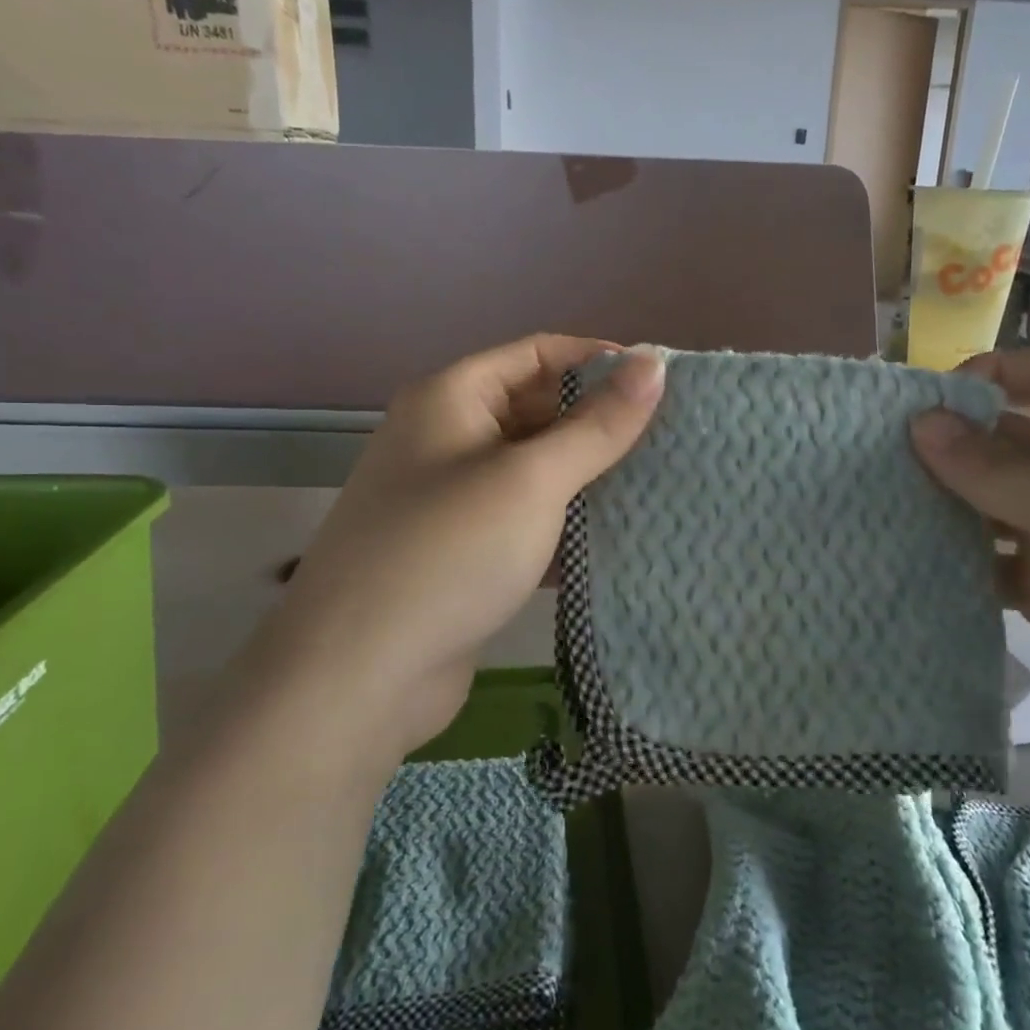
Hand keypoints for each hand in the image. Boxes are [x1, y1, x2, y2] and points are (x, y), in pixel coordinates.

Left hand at [261, 336, 663, 766]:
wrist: (359, 676)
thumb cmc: (449, 553)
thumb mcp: (531, 480)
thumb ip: (597, 425)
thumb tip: (654, 363)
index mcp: (451, 398)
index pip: (537, 353)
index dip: (598, 360)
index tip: (661, 382)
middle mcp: (445, 438)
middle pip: (535, 409)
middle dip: (597, 421)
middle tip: (670, 437)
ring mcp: (450, 499)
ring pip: (533, 469)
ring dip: (586, 475)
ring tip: (657, 482)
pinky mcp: (461, 552)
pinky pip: (523, 519)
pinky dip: (563, 522)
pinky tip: (615, 536)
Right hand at [910, 348, 1029, 809]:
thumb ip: (996, 468)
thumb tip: (920, 421)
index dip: (989, 376)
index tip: (922, 406)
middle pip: (1013, 437)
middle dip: (954, 445)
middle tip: (882, 458)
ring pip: (996, 497)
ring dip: (949, 500)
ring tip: (886, 505)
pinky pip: (994, 551)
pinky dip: (960, 552)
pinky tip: (915, 556)